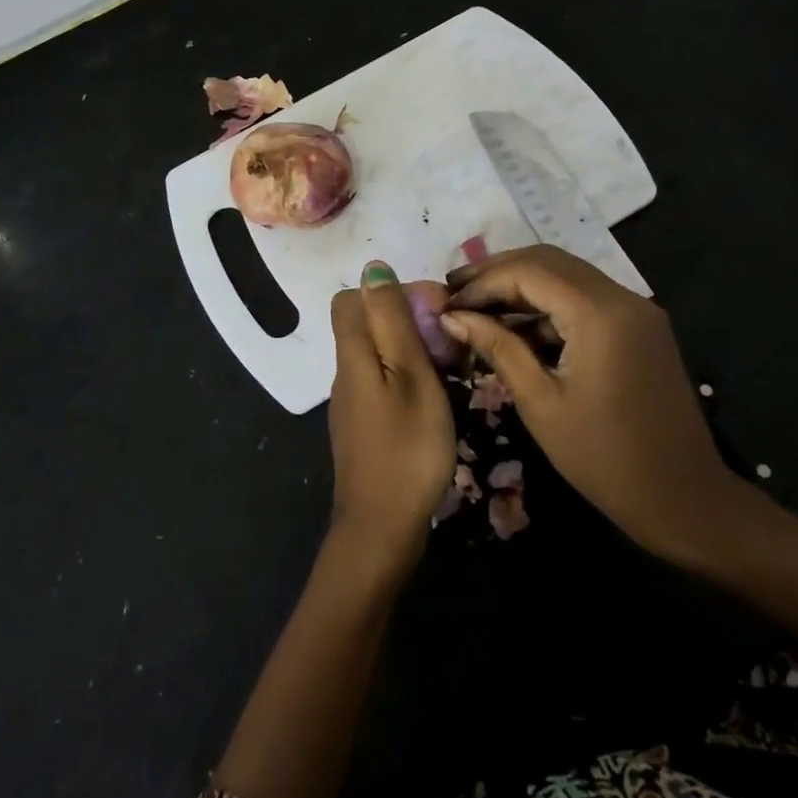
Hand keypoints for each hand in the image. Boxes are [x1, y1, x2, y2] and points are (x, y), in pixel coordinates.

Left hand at [327, 261, 457, 577]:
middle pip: (367, 325)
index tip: (431, 311)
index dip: (389, 293)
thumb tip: (373, 269)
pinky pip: (383, 384)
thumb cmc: (406, 447)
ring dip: (413, 352)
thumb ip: (392, 321)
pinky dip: (408, 380)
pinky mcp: (363, 428)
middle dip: (408, 322)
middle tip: (450, 346)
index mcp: (352, 354)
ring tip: (453, 372)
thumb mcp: (410, 375)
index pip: (351, 298)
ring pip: (378, 355)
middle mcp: (344, 373)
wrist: (382, 528)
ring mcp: (352, 403)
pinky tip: (436, 401)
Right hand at [443, 246, 744, 569]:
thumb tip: (452, 316)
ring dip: (522, 285)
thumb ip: (498, 348)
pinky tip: (517, 327)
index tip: (446, 303)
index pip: (529, 271)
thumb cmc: (604, 458)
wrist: (684, 499)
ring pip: (568, 276)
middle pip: (549, 262)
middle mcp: (622, 298)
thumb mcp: (540, 402)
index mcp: (600, 314)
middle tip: (455, 291)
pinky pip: (586, 299)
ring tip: (477, 307)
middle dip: (498, 272)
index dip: (482, 282)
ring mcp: (636, 311)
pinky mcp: (640, 327)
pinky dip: (549, 305)